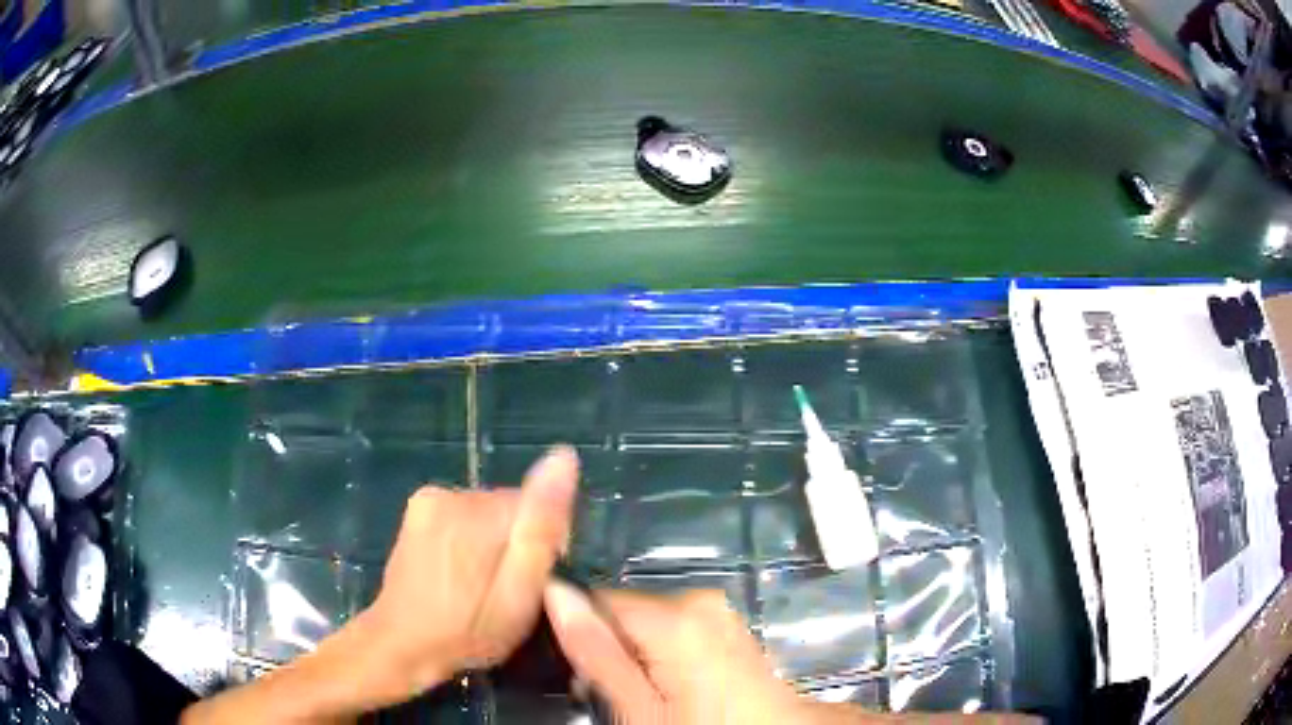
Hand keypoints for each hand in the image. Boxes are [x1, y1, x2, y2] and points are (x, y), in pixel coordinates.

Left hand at [361, 446, 578, 702]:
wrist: (402, 644)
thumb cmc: (468, 631)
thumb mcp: (518, 594)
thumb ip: (541, 528)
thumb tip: (563, 457)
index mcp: (480, 512)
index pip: (539, 505)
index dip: (544, 546)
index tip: (531, 583)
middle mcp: (451, 493)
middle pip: (511, 508)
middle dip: (516, 543)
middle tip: (505, 590)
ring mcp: (428, 499)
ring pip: (487, 512)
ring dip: (493, 542)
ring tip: (479, 586)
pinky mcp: (416, 510)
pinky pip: (463, 515)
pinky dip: (470, 539)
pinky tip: (459, 573)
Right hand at [544, 585, 818, 723]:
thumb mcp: (638, 708)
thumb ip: (595, 651)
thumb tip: (555, 592)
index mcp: (674, 615)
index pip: (595, 597)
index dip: (578, 631)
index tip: (577, 670)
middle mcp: (698, 599)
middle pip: (624, 609)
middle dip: (609, 646)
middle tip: (612, 692)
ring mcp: (718, 611)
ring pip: (648, 621)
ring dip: (634, 652)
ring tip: (643, 696)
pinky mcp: (728, 625)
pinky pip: (676, 628)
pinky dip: (662, 652)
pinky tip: (671, 686)